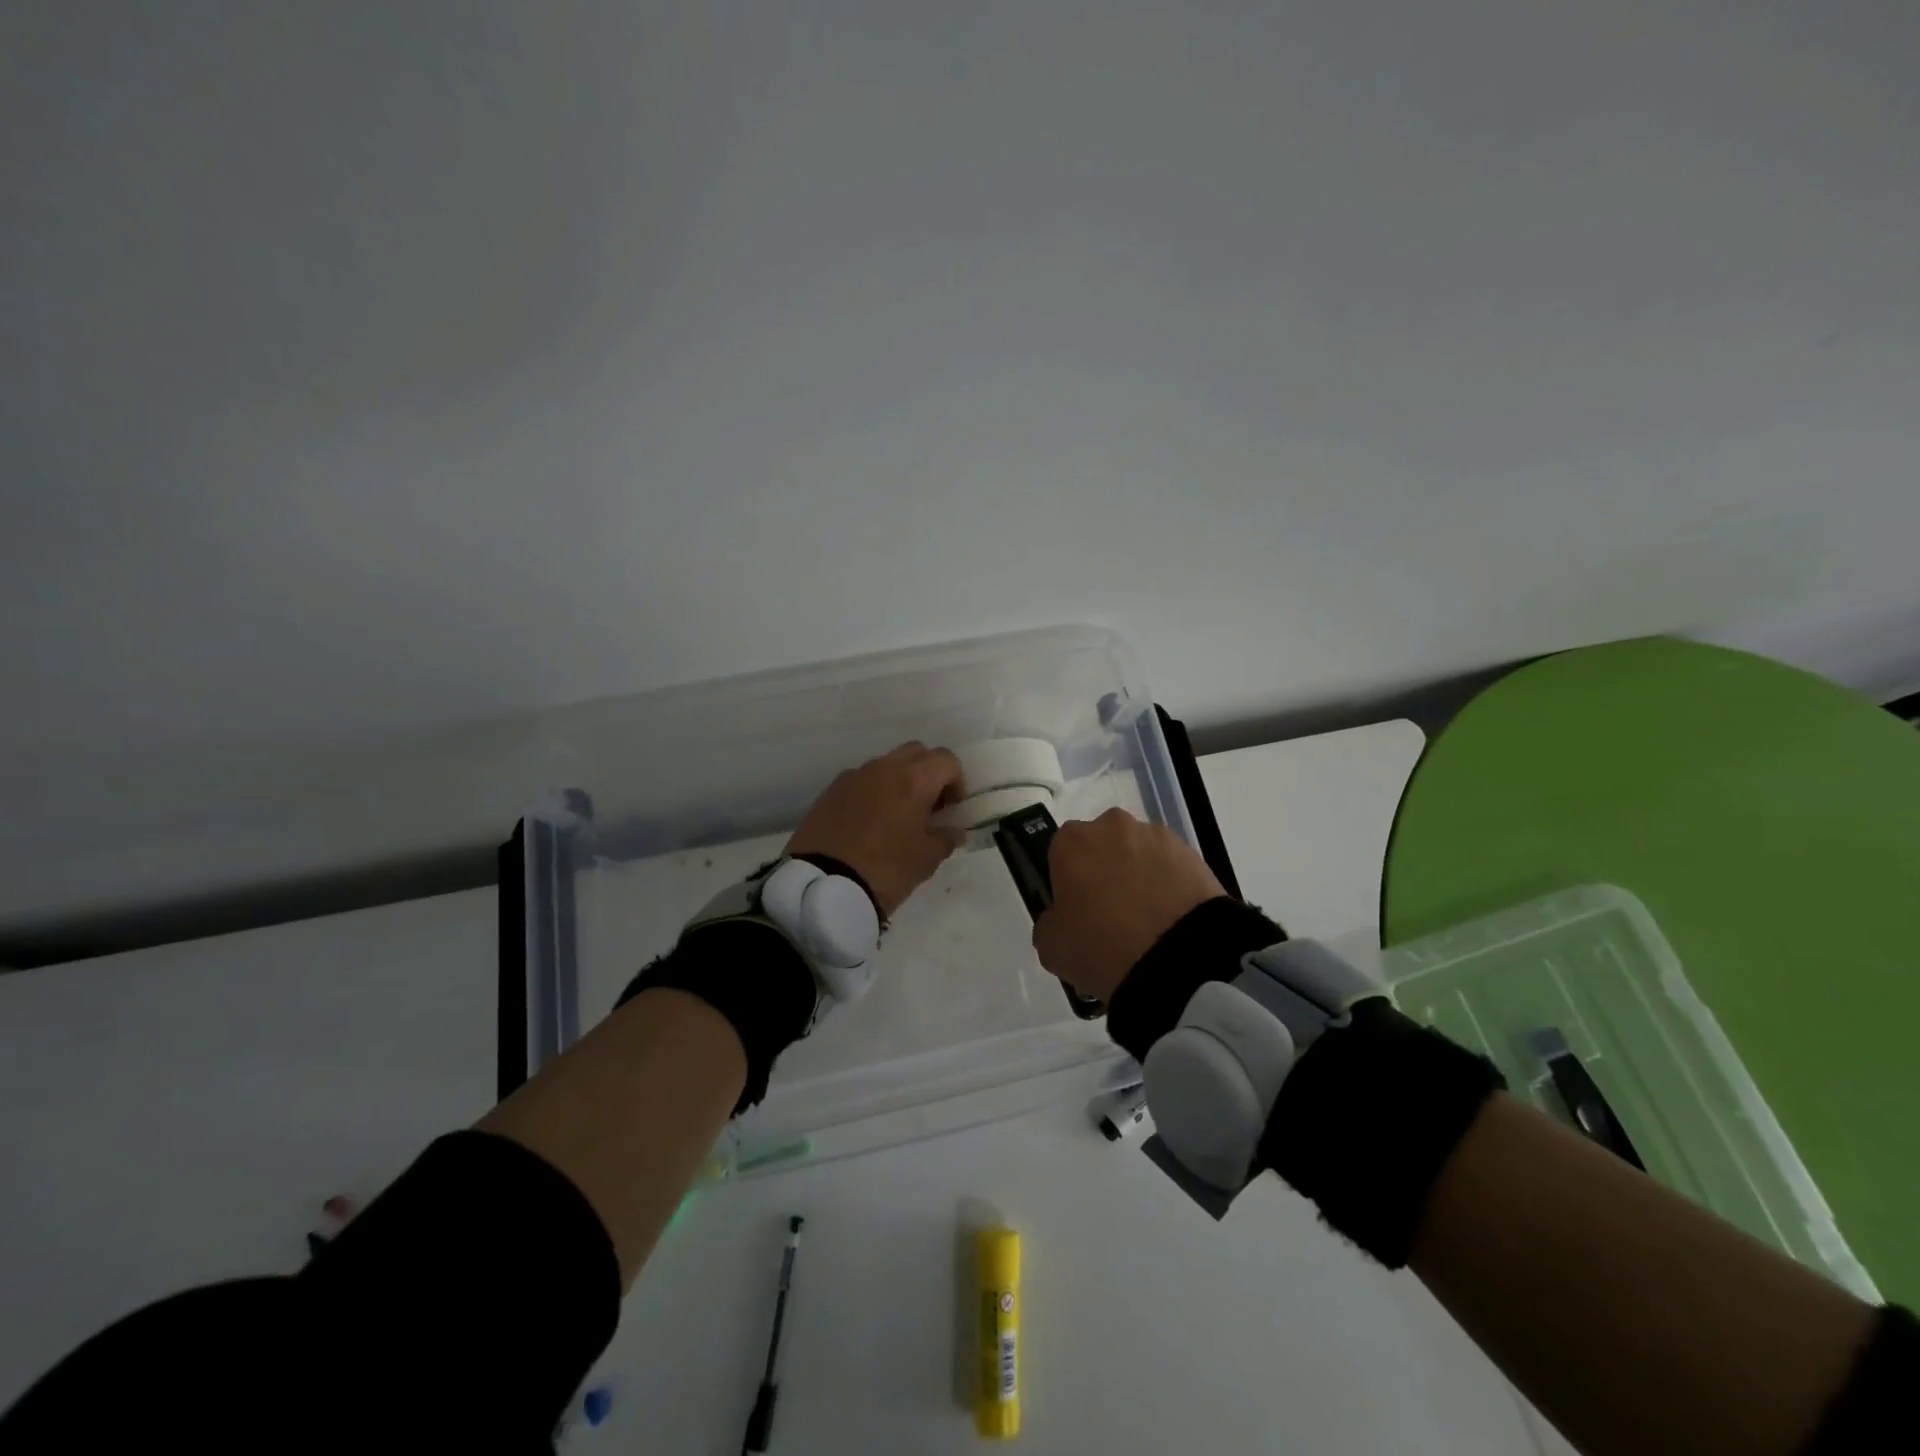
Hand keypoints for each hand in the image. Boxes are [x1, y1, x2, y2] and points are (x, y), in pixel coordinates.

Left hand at [787, 742, 966, 918]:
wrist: (823, 885)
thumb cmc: (885, 870)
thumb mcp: (926, 860)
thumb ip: (945, 838)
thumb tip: (953, 829)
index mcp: (913, 780)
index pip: (946, 760)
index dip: (956, 781)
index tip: (951, 809)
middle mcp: (883, 768)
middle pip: (916, 752)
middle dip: (928, 773)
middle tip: (928, 807)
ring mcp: (853, 776)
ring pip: (886, 764)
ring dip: (899, 780)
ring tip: (897, 816)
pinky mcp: (830, 790)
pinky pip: (861, 780)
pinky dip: (873, 791)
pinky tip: (869, 822)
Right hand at [1033, 808, 1226, 1003]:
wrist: (1181, 959)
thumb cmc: (1103, 948)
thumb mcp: (1051, 947)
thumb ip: (1049, 923)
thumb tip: (1062, 917)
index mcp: (1072, 841)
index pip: (1061, 854)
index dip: (1068, 882)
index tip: (1077, 911)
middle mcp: (1112, 826)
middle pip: (1101, 846)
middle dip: (1104, 872)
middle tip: (1112, 916)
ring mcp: (1156, 836)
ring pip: (1138, 853)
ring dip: (1139, 876)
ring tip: (1148, 921)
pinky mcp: (1192, 852)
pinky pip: (1170, 866)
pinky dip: (1169, 885)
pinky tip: (1171, 920)